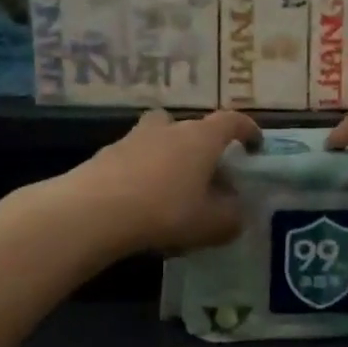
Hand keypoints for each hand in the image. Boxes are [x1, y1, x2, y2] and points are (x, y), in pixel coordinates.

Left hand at [72, 109, 262, 254]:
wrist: (92, 211)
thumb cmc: (165, 211)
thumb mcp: (211, 224)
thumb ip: (231, 218)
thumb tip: (237, 214)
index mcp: (201, 138)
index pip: (232, 122)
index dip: (247, 130)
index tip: (255, 145)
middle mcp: (169, 129)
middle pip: (190, 127)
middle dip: (201, 146)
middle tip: (207, 173)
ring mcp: (132, 139)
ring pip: (158, 140)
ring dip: (168, 157)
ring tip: (171, 189)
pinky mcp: (104, 156)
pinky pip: (133, 160)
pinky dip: (142, 174)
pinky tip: (141, 203)